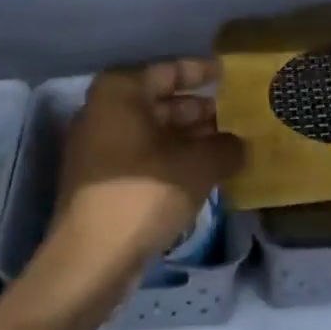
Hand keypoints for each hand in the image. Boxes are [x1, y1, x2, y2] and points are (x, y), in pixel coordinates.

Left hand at [48, 59, 244, 283]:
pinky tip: (204, 173)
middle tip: (238, 116)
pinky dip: (172, 159)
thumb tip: (239, 145)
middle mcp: (103, 110)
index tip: (231, 76)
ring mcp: (97, 146)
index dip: (203, 72)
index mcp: (120, 91)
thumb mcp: (198, 166)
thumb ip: (226, 147)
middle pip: (160, 101)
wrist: (91, 259)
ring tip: (229, 146)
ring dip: (189, 138)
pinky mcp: (99, 179)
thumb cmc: (144, 193)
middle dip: (200, 110)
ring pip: (153, 131)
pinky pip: (143, 156)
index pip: (170, 70)